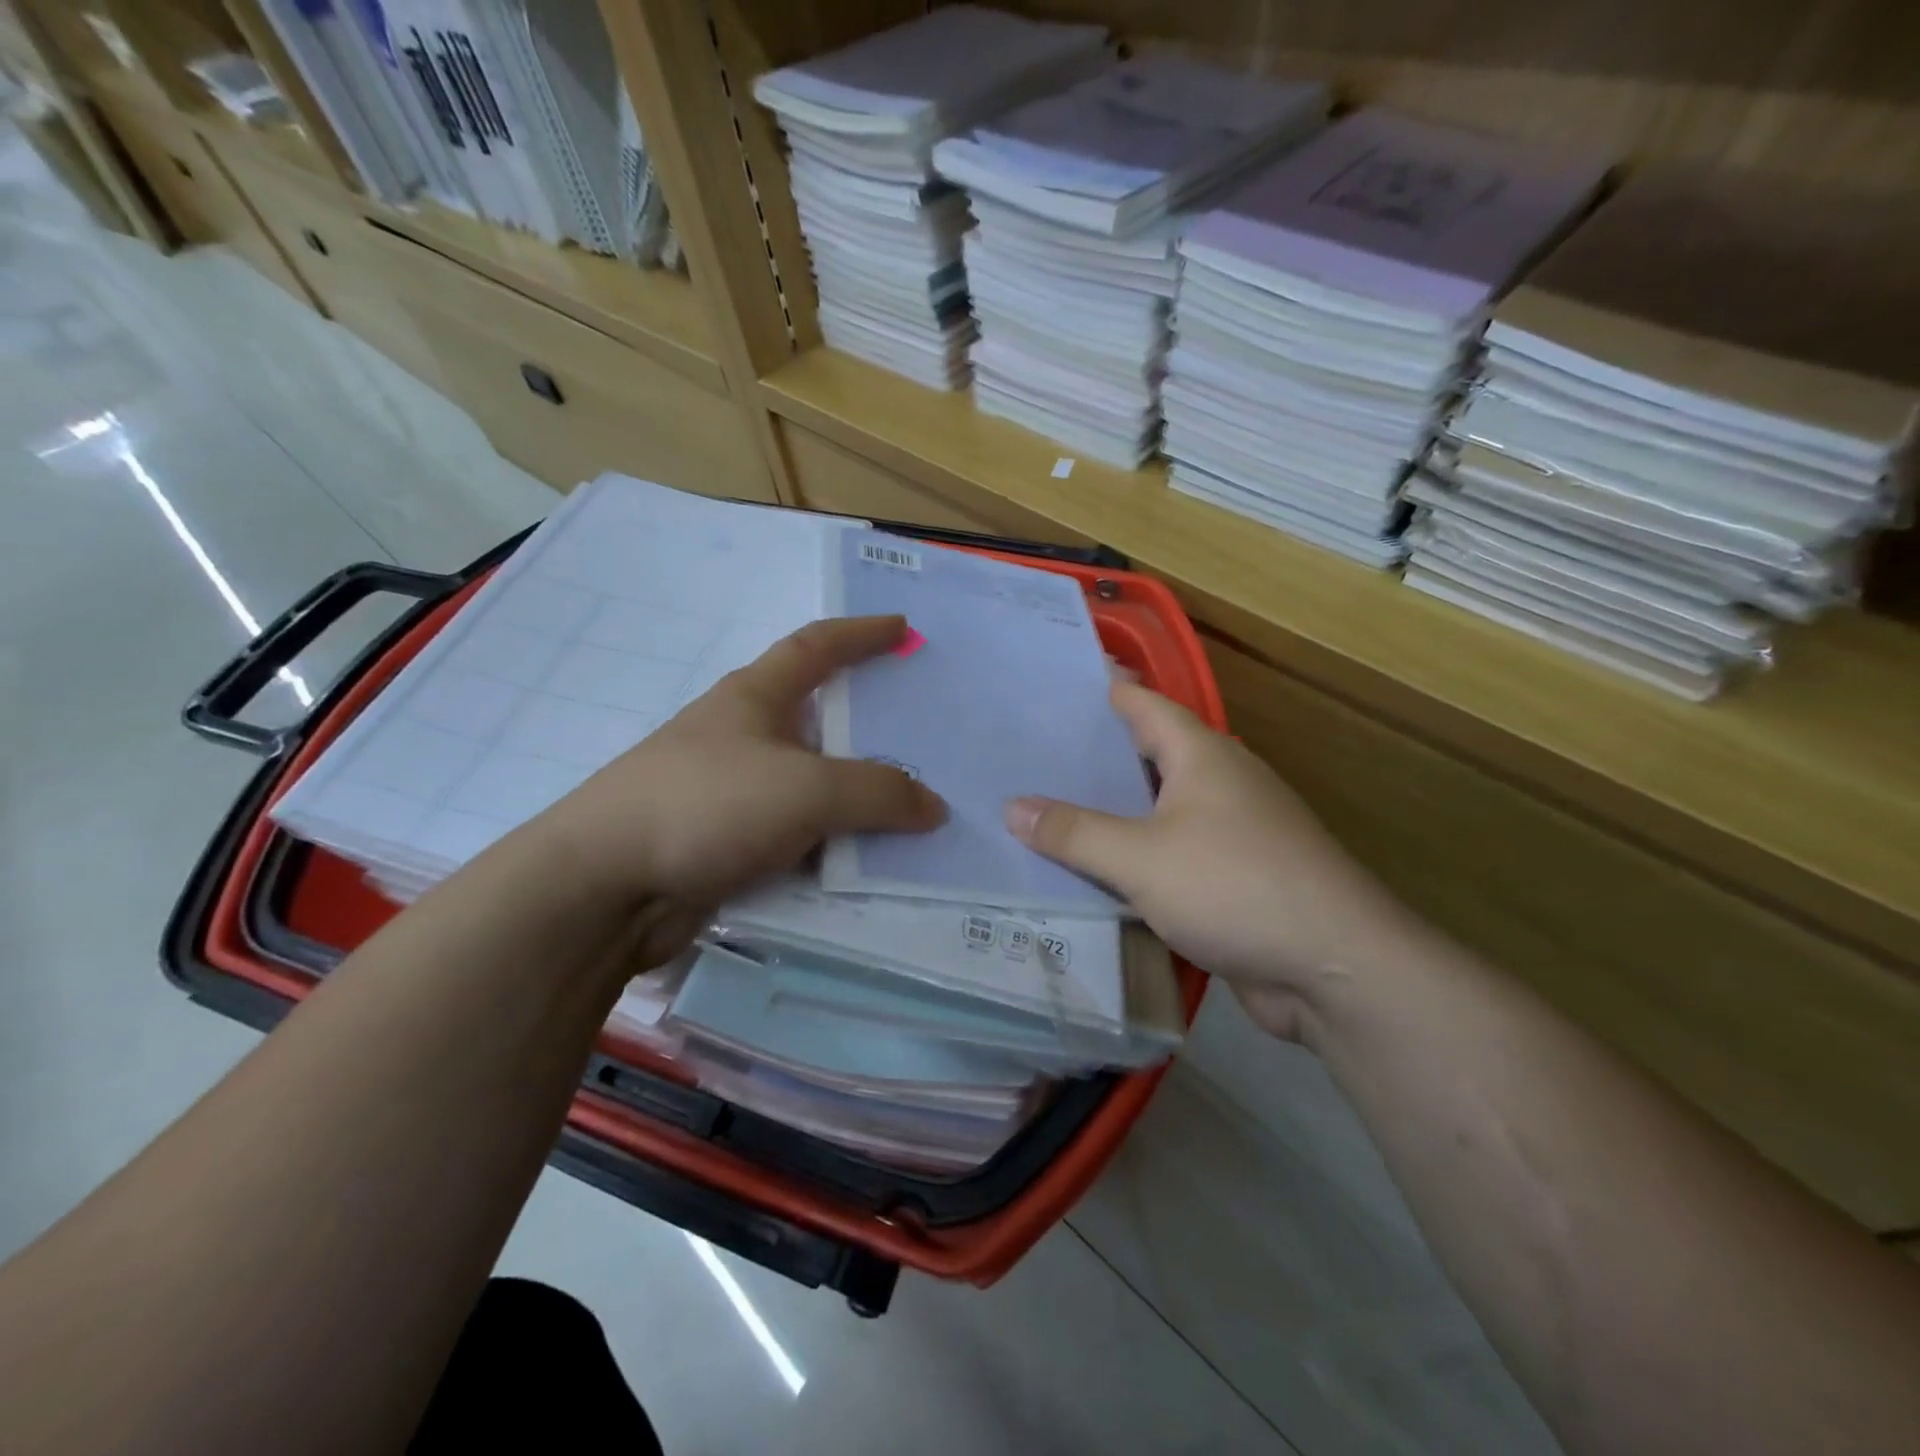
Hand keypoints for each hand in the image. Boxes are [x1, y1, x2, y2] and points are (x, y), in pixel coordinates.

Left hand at [537, 616, 946, 959]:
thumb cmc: (706, 806)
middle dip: (868, 728)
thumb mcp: (806, 789)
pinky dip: (831, 848)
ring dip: (855, 800)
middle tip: (924, 739)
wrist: (604, 888)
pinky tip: (865, 867)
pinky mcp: (726, 845)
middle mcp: (743, 738)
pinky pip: (797, 838)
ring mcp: (732, 794)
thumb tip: (934, 807)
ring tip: (911, 813)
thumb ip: (877, 793)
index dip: (862, 633)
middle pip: (819, 722)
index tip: (903, 628)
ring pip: (812, 788)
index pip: (816, 646)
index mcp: (754, 698)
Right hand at [1004, 682, 1408, 1040]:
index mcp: (1202, 756)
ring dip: (1115, 810)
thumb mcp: (1140, 858)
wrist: (1334, 968)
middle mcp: (1221, 783)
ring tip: (1053, 809)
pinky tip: (1099, 870)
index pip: (1144, 705)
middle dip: (1097, 754)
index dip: (1105, 690)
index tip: (1059, 683)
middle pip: (1150, 755)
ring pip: (1160, 809)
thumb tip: (1012, 807)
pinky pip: (1172, 854)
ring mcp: (1234, 832)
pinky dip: (1136, 856)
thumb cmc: (1235, 887)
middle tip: (1036, 754)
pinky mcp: (1236, 878)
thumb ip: (1075, 833)